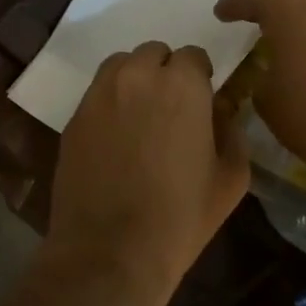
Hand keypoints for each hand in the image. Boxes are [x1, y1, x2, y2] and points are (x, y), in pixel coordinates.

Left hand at [44, 41, 249, 305]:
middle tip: (171, 110)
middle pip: (154, 53)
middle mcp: (137, 77)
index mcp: (181, 86)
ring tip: (140, 116)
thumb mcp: (231, 178)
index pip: (193, 56)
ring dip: (134, 80)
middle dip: (165, 73)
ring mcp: (99, 95)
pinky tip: (116, 137)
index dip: (200, 77)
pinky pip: (97, 93)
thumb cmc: (181, 218)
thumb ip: (232, 131)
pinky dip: (110, 102)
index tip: (201, 102)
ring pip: (120, 66)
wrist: (110, 252)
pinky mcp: (74, 118)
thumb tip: (221, 111)